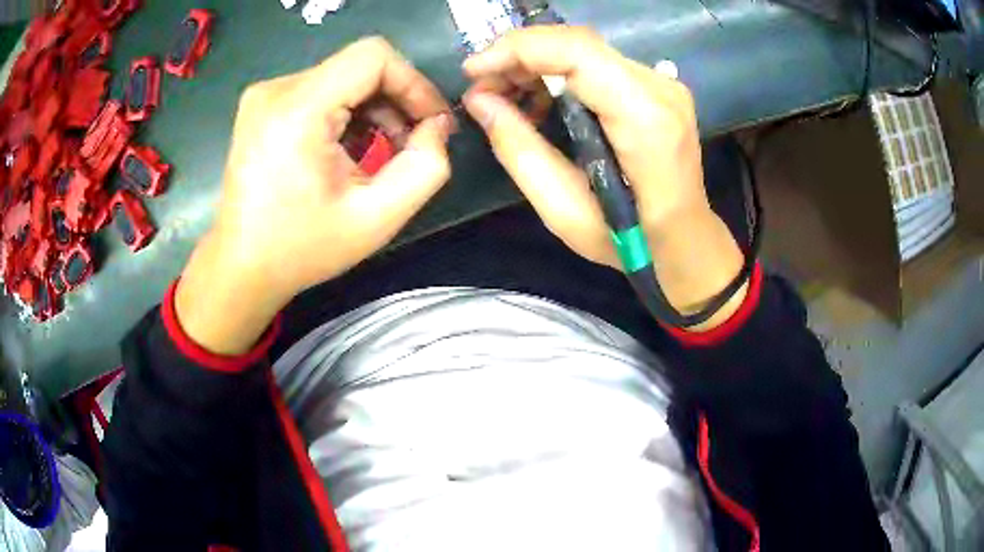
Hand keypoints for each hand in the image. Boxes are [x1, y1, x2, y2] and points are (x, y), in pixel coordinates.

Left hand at [176, 37, 453, 354]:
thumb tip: (437, 126)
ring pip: (342, 77)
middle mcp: (276, 89)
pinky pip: (321, 90)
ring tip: (380, 154)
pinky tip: (348, 150)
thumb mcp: (377, 219)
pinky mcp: (262, 106)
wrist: (241, 267)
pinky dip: (346, 114)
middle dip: (396, 100)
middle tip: (412, 144)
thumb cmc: (302, 249)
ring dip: (373, 110)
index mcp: (297, 109)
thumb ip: (425, 167)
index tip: (430, 123)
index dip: (413, 82)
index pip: (373, 57)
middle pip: (359, 66)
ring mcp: (264, 95)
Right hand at [462, 26, 746, 329]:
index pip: (577, 53)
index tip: (473, 70)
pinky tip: (539, 98)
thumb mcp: (563, 210)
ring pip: (586, 49)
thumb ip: (520, 150)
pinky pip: (598, 63)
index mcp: (644, 120)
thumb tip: (479, 100)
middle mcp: (660, 90)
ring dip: (536, 62)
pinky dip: (559, 71)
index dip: (518, 50)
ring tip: (504, 93)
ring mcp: (663, 85)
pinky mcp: (657, 88)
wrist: (685, 242)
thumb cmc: (629, 243)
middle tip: (482, 86)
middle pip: (578, 43)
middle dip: (519, 55)